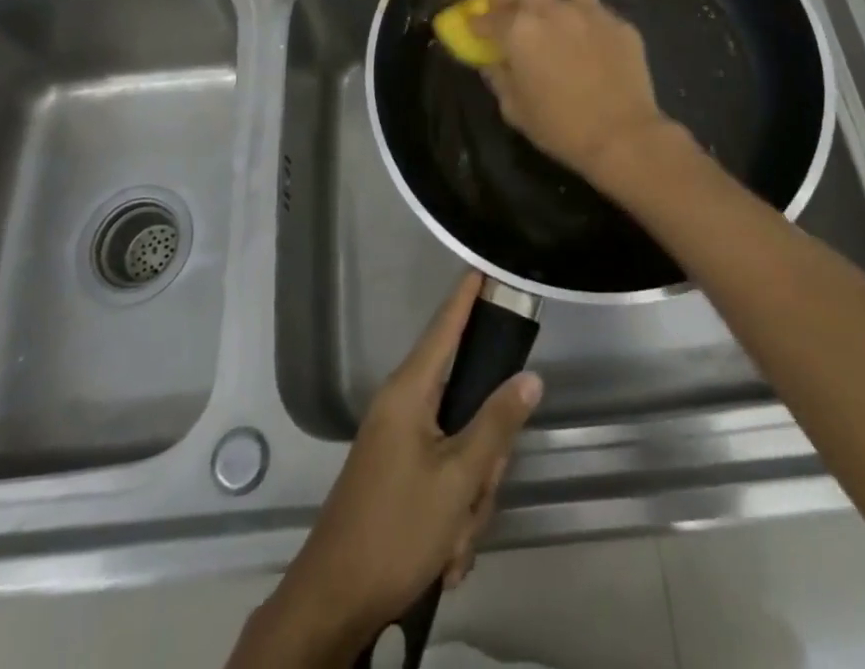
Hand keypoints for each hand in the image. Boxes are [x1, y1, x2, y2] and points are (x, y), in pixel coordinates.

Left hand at [235, 274, 542, 666]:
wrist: (335, 600)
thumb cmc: (396, 527)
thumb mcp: (457, 480)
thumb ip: (496, 423)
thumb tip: (529, 377)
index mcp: (410, 392)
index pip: (444, 328)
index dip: (465, 297)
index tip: (482, 265)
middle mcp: (402, 406)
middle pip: (466, 403)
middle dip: (483, 454)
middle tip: (478, 491)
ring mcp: (398, 441)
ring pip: (460, 448)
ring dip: (469, 495)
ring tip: (454, 538)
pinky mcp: (398, 472)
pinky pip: (444, 476)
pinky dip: (453, 513)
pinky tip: (445, 552)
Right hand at [470, 0, 673, 184]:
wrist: (623, 136)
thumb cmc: (560, 127)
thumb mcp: (515, 109)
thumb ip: (499, 78)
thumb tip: (491, 62)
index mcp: (520, 31)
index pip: (490, 17)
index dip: (477, 22)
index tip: (474, 27)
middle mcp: (553, 12)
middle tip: (507, 10)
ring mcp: (591, 13)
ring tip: (556, 13)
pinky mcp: (621, 24)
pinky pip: (599, 10)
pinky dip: (588, 18)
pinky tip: (590, 39)